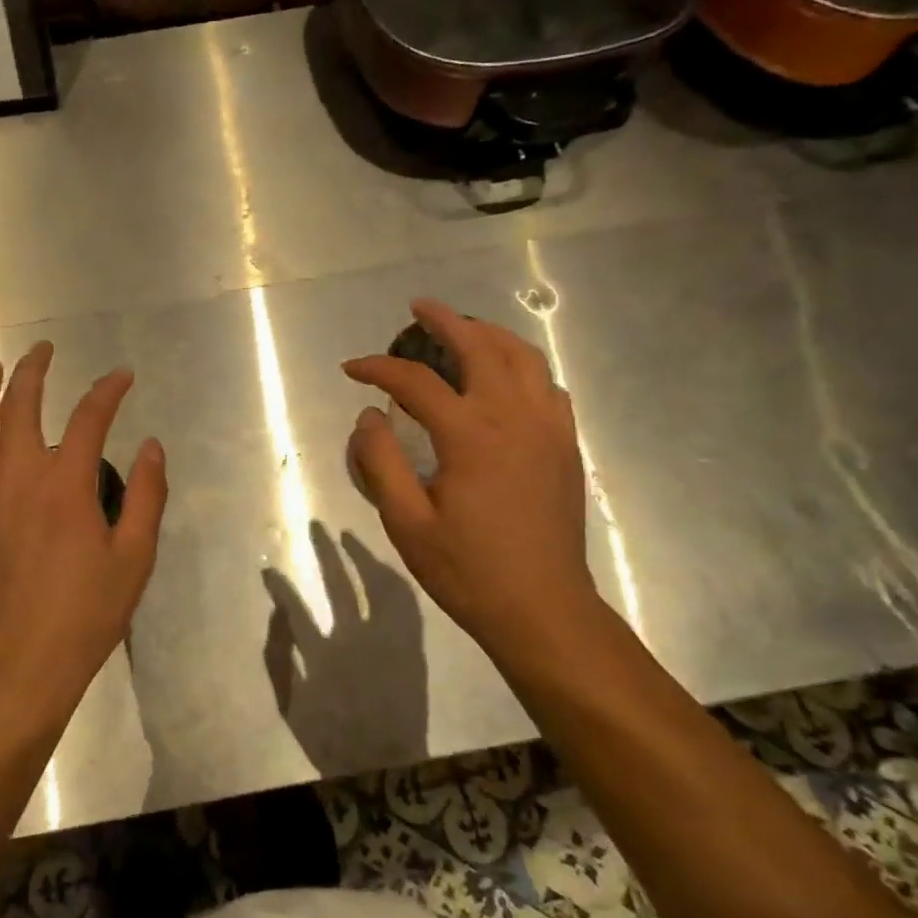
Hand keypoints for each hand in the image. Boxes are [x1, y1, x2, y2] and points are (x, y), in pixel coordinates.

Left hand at [0, 342, 167, 723]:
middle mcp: (19, 478)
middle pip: (20, 407)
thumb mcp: (135, 556)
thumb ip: (146, 495)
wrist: (26, 659)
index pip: (87, 418)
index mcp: (65, 485)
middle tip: (44, 349)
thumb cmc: (89, 610)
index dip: (107, 390)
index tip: (122, 375)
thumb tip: (151, 446)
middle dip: (33, 371)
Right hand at [342, 299, 598, 657]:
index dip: (378, 369)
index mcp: (471, 435)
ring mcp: (548, 429)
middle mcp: (514, 417)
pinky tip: (507, 378)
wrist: (542, 609)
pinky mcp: (565, 446)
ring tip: (463, 329)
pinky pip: (547, 386)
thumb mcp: (407, 523)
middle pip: (481, 347)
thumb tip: (367, 416)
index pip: (416, 382)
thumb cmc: (468, 570)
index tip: (352, 369)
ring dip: (490, 334)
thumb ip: (381, 463)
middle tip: (418, 309)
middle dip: (445, 321)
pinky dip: (523, 367)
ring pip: (524, 358)